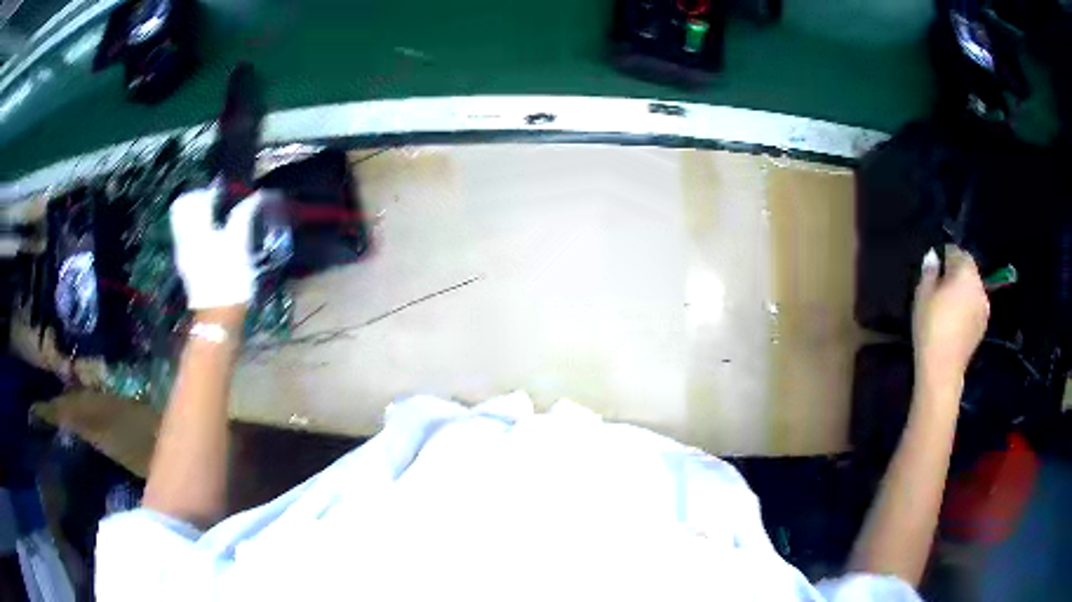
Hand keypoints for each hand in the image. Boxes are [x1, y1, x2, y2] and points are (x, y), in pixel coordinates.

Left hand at [170, 185, 262, 309]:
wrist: (218, 316)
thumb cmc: (230, 279)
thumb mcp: (239, 244)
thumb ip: (244, 215)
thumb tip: (256, 195)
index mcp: (196, 229)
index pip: (195, 198)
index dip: (210, 190)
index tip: (225, 191)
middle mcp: (184, 237)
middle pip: (182, 207)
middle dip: (197, 199)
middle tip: (215, 201)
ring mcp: (182, 252)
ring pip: (183, 221)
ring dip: (196, 214)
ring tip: (215, 218)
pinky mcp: (185, 264)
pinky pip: (186, 235)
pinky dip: (196, 229)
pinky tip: (212, 237)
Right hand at [912, 245, 989, 390]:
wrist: (943, 369)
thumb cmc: (931, 327)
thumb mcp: (922, 295)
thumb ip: (929, 272)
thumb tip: (933, 258)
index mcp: (966, 272)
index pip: (957, 252)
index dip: (945, 255)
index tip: (934, 266)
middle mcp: (979, 286)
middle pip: (968, 270)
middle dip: (956, 272)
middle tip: (940, 284)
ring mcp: (984, 308)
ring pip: (973, 289)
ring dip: (963, 290)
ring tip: (947, 304)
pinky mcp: (983, 326)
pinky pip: (975, 306)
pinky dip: (967, 307)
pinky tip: (955, 320)